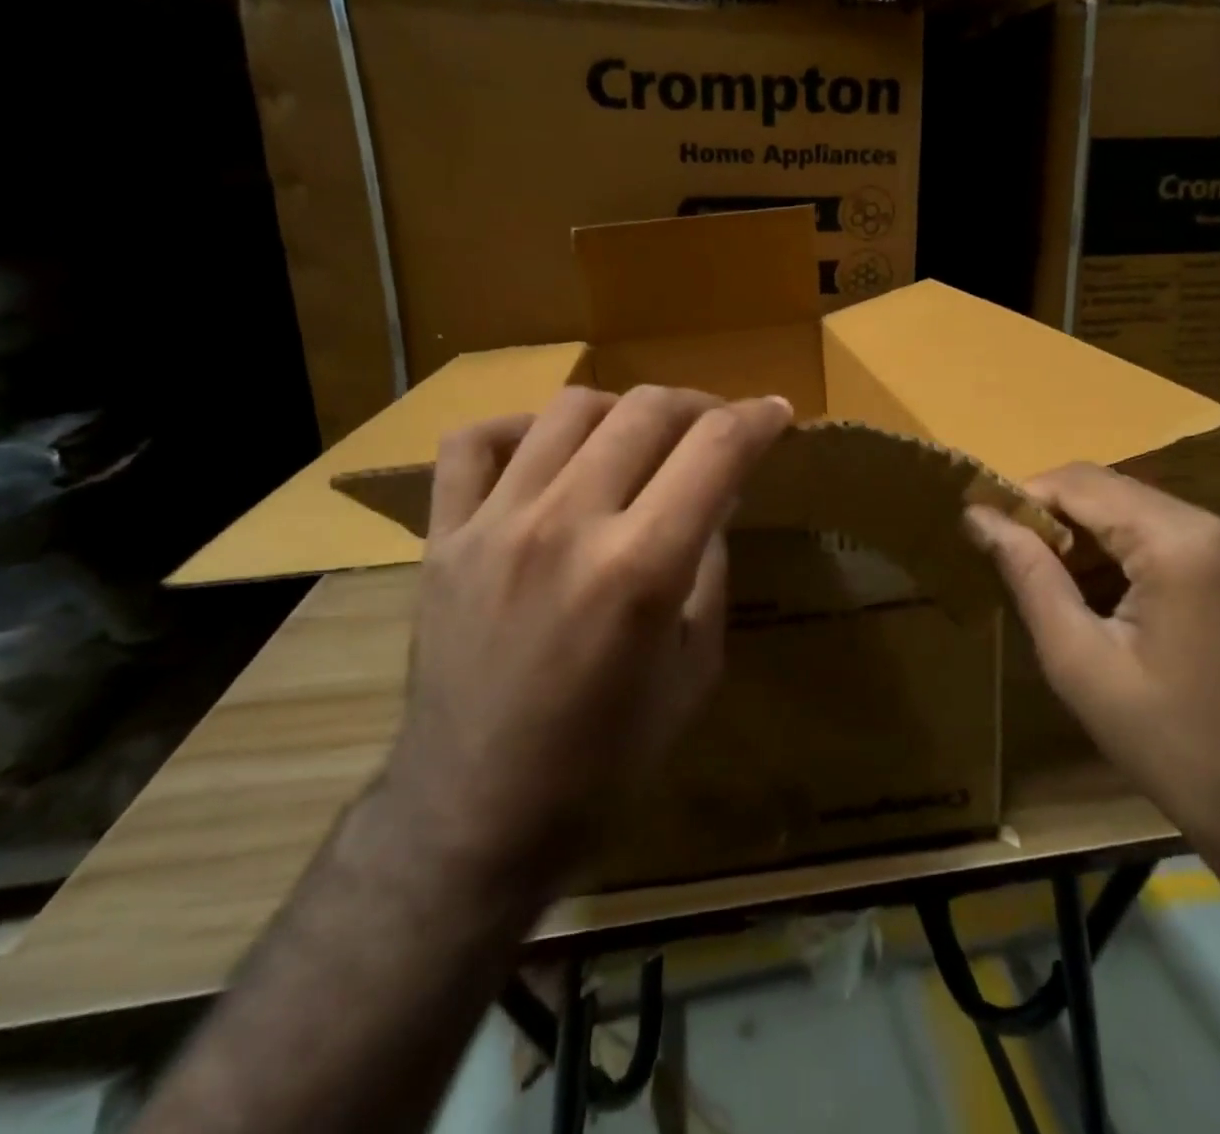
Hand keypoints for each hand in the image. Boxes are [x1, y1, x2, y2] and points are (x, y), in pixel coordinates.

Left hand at [379, 386, 793, 892]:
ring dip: (623, 411)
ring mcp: (494, 525)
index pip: (715, 450)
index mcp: (640, 569)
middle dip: (699, 406)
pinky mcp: (442, 538)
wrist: (476, 814)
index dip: (758, 419)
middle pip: (646, 411)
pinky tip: (545, 451)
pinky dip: (520, 429)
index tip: (778, 413)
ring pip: (569, 409)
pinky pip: (473, 443)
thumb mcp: (695, 669)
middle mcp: (566, 526)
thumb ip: (710, 568)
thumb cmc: (607, 760)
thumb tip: (716, 496)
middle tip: (715, 429)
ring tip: (640, 438)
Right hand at [965, 464, 1219, 912]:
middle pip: (1124, 498)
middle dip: (1067, 528)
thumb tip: (978, 516)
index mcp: (1190, 544)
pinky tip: (1134, 612)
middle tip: (1028, 575)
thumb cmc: (1181, 754)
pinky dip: (1151, 561)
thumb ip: (1029, 576)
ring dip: (1108, 547)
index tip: (990, 529)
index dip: (1027, 497)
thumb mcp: (1083, 666)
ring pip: (1158, 519)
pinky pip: (1196, 543)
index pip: (1084, 482)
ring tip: (1077, 602)